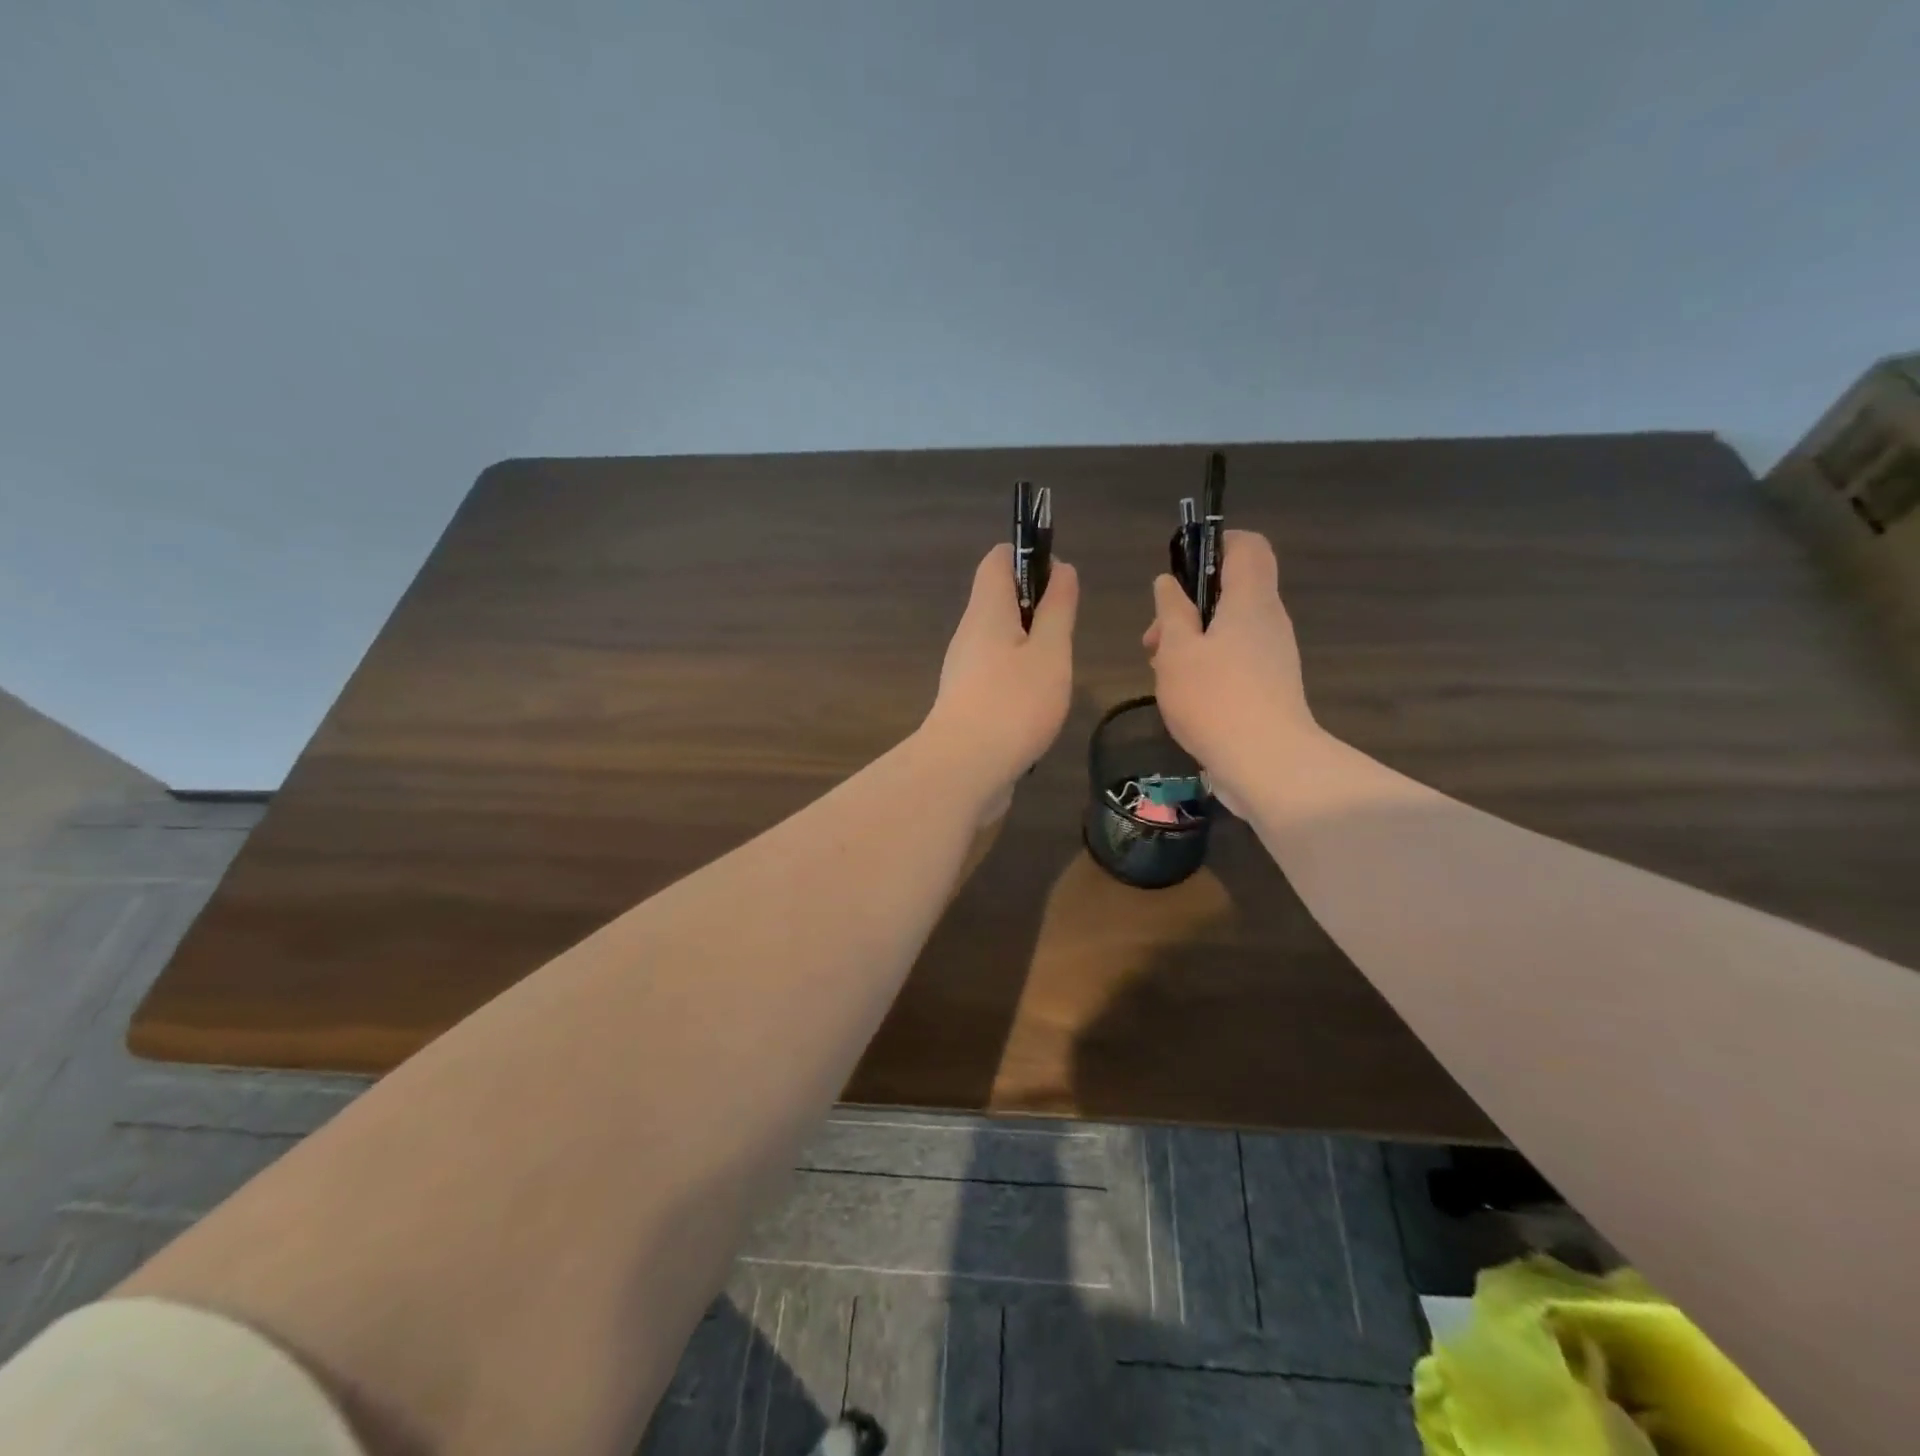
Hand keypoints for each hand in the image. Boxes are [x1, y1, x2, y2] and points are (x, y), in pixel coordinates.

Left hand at [923, 544, 1078, 816]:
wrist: (963, 770)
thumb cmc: (1014, 703)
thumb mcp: (1050, 652)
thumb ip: (1057, 610)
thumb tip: (1061, 569)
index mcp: (987, 610)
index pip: (998, 560)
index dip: (1028, 556)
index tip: (1060, 580)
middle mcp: (969, 634)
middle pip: (999, 600)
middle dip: (1036, 608)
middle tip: (1065, 636)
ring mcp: (963, 670)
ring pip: (1000, 641)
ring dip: (1030, 647)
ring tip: (1057, 673)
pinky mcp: (965, 702)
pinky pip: (995, 673)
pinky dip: (1018, 677)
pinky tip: (1038, 704)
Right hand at [1143, 530, 1315, 811]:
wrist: (1268, 763)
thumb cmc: (1215, 698)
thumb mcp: (1177, 651)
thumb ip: (1171, 612)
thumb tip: (1168, 583)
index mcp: (1250, 600)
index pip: (1247, 545)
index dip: (1215, 543)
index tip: (1180, 568)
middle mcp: (1269, 619)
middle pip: (1232, 589)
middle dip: (1187, 605)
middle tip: (1154, 637)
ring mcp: (1274, 654)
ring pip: (1229, 627)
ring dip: (1192, 639)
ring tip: (1160, 670)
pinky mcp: (1271, 685)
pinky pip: (1237, 656)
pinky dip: (1208, 662)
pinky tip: (1183, 693)